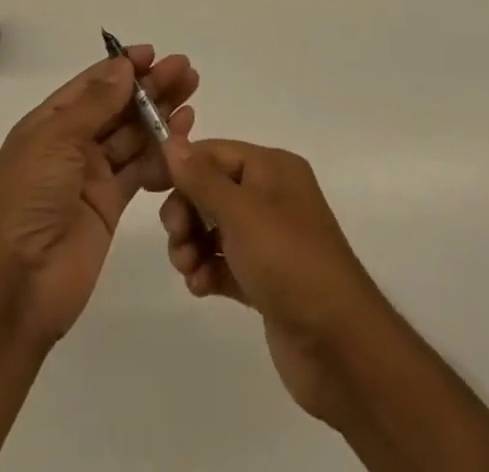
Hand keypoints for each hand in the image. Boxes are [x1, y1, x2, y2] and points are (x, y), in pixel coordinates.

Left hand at [0, 46, 197, 347]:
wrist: (17, 285)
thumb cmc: (27, 200)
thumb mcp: (55, 141)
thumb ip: (94, 104)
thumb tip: (123, 66)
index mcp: (49, 123)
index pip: (91, 86)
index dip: (121, 68)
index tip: (153, 54)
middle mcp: (70, 145)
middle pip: (117, 107)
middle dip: (149, 88)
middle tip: (186, 71)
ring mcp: (90, 176)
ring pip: (132, 137)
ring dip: (159, 117)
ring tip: (191, 99)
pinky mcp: (109, 206)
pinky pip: (139, 172)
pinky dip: (160, 156)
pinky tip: (182, 140)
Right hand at [160, 133, 386, 426]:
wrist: (340, 347)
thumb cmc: (289, 262)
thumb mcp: (241, 212)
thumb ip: (202, 178)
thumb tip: (172, 141)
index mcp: (273, 169)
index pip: (215, 152)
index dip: (182, 166)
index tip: (148, 187)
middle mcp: (272, 197)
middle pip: (211, 190)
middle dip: (187, 212)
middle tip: (177, 239)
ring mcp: (270, 240)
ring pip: (214, 228)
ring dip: (193, 244)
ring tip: (189, 270)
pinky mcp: (266, 280)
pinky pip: (225, 263)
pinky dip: (208, 270)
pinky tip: (200, 287)